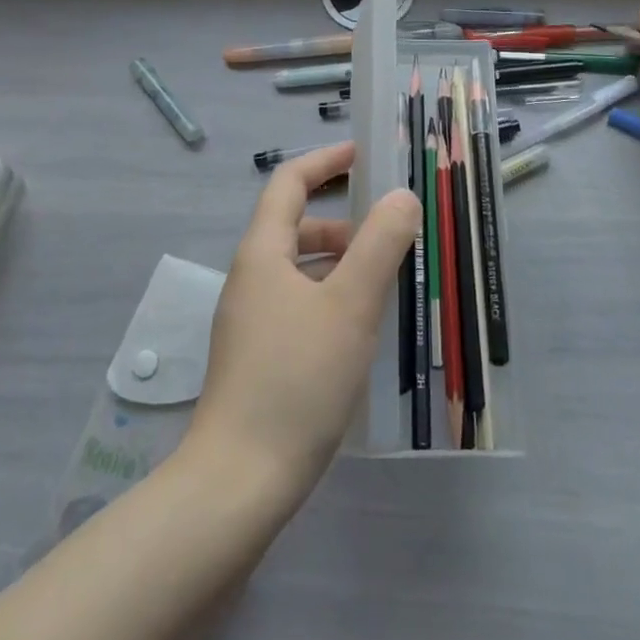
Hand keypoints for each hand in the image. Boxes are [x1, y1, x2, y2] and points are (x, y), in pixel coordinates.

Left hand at [190, 143, 420, 503]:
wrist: (237, 484)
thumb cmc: (297, 381)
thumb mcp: (350, 306)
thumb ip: (380, 244)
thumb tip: (402, 197)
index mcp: (262, 253)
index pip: (289, 183)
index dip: (325, 161)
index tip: (363, 155)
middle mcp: (249, 278)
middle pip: (295, 227)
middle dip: (343, 223)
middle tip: (391, 234)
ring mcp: (249, 321)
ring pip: (299, 270)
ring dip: (340, 264)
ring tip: (385, 283)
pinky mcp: (256, 357)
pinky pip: (298, 304)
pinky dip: (330, 298)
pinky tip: (359, 330)